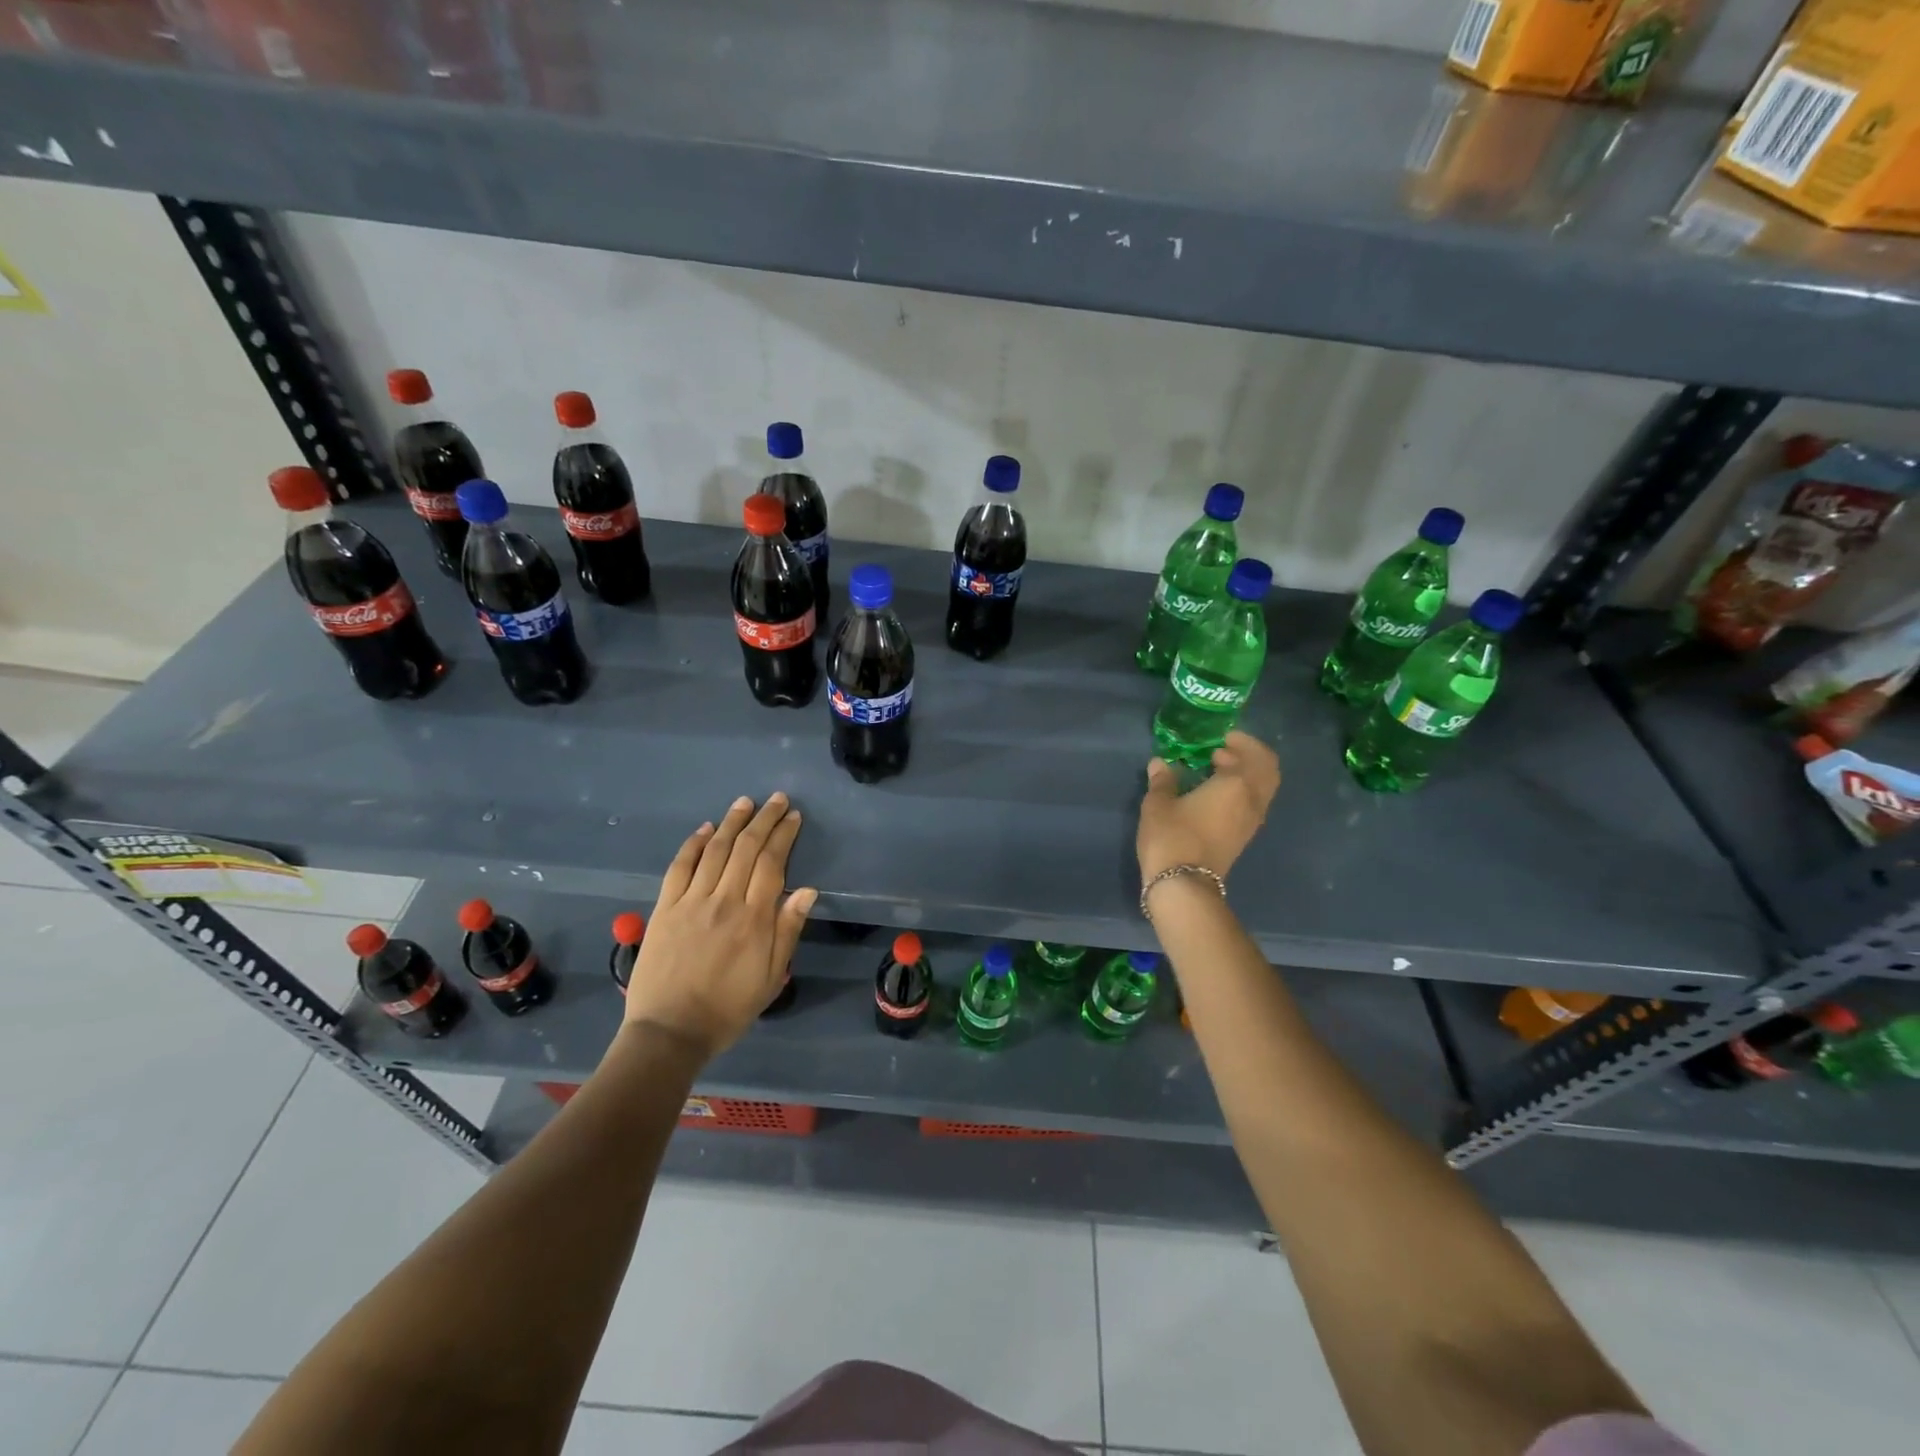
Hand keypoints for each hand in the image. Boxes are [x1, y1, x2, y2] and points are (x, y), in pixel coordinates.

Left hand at [623, 793, 816, 1058]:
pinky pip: (680, 867)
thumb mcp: (771, 977)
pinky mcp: (665, 908)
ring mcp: (691, 902)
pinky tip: (706, 829)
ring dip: (732, 822)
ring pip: (715, 850)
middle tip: (776, 799)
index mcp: (754, 919)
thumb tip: (808, 890)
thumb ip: (788, 931)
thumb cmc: (729, 1009)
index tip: (793, 817)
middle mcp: (724, 901)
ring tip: (745, 803)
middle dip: (764, 819)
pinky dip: (694, 844)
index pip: (773, 864)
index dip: (784, 836)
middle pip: (746, 848)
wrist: (669, 1032)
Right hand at [1136, 731, 1280, 883]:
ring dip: (1246, 775)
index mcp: (1237, 784)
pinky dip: (1241, 792)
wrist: (1183, 885)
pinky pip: (1251, 804)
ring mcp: (1251, 822)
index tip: (1221, 737)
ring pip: (1262, 789)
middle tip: (1224, 750)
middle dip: (1250, 756)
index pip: (1253, 754)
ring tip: (1216, 769)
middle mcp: (1252, 801)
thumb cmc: (1172, 836)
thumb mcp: (1159, 803)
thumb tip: (1161, 763)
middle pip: (1268, 771)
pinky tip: (1214, 793)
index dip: (1241, 742)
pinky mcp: (1243, 838)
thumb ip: (1163, 780)